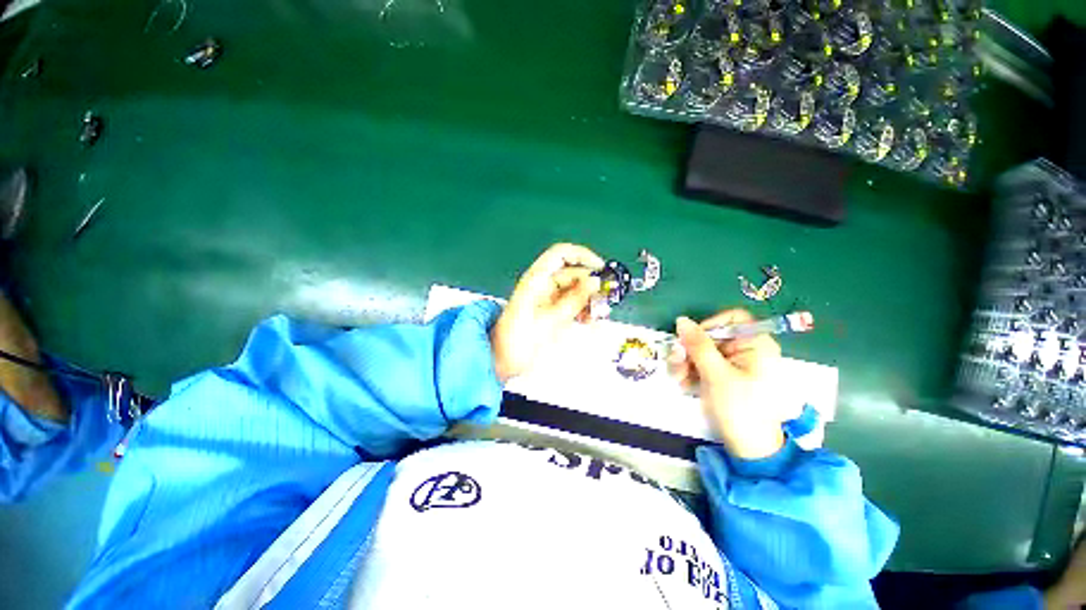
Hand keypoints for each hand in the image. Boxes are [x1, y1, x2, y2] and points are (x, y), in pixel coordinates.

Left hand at [491, 243, 603, 382]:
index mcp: (536, 280)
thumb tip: (595, 282)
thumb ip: (573, 300)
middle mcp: (542, 285)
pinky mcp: (551, 310)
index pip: (561, 254)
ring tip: (597, 313)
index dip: (582, 256)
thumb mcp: (549, 320)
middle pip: (572, 273)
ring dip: (589, 299)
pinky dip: (582, 308)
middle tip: (605, 298)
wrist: (501, 361)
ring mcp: (547, 298)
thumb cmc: (517, 340)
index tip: (601, 269)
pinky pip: (571, 303)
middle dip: (590, 284)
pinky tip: (588, 319)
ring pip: (575, 290)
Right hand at [668, 310, 788, 459]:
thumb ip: (698, 345)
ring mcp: (734, 364)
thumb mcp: (716, 375)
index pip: (732, 318)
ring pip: (702, 350)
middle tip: (676, 363)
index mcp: (756, 345)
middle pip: (711, 336)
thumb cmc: (739, 409)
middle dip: (690, 349)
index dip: (709, 324)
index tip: (691, 339)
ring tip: (678, 379)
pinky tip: (684, 384)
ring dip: (685, 362)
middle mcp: (746, 350)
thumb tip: (681, 320)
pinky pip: (702, 364)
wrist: (748, 449)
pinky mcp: (723, 376)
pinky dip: (691, 372)